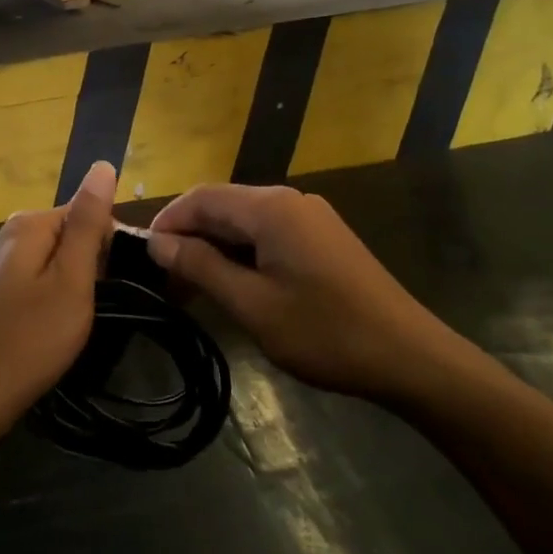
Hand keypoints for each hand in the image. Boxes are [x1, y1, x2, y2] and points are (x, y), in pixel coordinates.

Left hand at [0, 161, 115, 435]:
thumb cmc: (29, 340)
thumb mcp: (71, 280)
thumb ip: (88, 223)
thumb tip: (103, 165)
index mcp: (28, 223)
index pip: (87, 214)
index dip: (109, 248)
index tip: (114, 286)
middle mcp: (6, 232)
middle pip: (68, 234)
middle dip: (89, 265)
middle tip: (91, 308)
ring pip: (52, 258)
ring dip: (70, 283)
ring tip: (73, 321)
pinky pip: (34, 277)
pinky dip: (49, 295)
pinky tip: (48, 326)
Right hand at [147, 184, 464, 398]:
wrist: (409, 356)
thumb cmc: (325, 332)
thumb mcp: (253, 305)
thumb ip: (201, 267)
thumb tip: (157, 242)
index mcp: (271, 208)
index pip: (201, 197)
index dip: (167, 221)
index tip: (143, 257)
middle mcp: (289, 200)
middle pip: (223, 206)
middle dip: (189, 237)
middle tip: (164, 281)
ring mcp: (310, 217)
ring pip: (245, 222)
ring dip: (214, 248)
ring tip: (191, 289)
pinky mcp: (322, 238)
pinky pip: (268, 234)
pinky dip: (242, 254)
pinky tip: (233, 286)